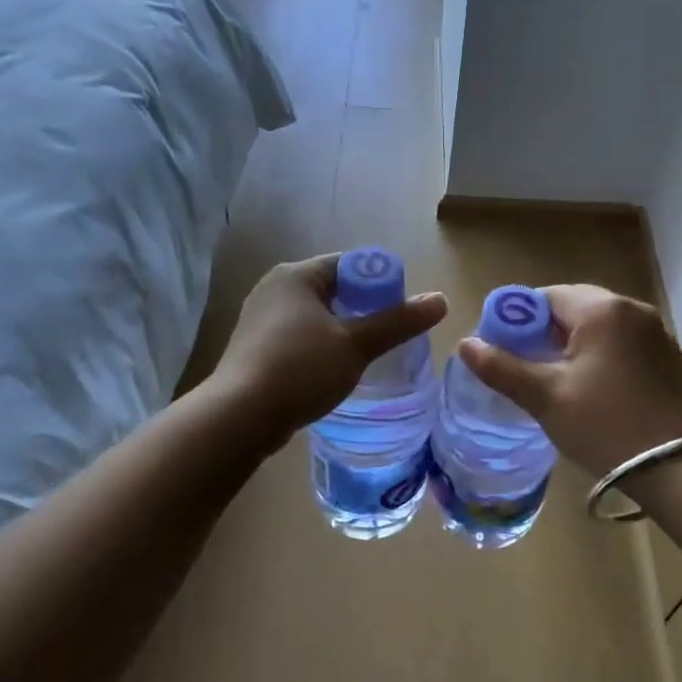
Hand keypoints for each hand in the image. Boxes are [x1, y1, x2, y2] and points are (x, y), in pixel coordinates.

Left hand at [213, 254, 447, 443]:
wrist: (239, 416)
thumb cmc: (300, 369)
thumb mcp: (356, 345)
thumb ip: (398, 322)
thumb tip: (441, 300)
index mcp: (296, 275)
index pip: (350, 265)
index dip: (381, 284)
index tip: (401, 312)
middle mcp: (274, 289)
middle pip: (334, 290)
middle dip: (364, 310)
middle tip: (390, 336)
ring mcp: (261, 319)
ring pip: (316, 317)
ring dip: (343, 332)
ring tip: (368, 356)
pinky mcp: (256, 348)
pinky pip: (299, 338)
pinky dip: (321, 348)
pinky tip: (334, 372)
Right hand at [457, 285, 681, 476]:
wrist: (676, 468)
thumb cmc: (604, 426)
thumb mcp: (546, 398)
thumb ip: (502, 368)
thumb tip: (465, 344)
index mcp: (602, 309)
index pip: (546, 297)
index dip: (518, 321)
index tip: (506, 353)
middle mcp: (632, 309)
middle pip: (574, 307)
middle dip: (546, 333)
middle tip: (530, 370)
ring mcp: (655, 332)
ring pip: (599, 326)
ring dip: (573, 344)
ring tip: (558, 382)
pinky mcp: (667, 356)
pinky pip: (622, 342)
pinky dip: (601, 355)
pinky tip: (594, 388)